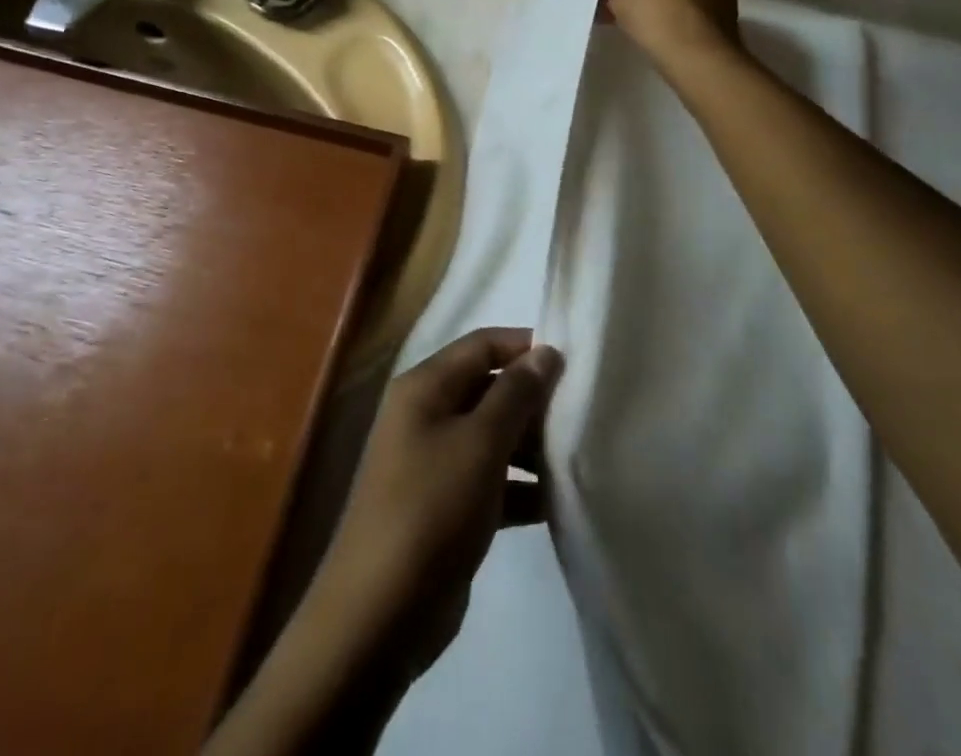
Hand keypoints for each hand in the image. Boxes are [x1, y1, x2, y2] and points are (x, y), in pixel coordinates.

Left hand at [310, 328, 562, 680]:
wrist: (379, 615)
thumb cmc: (431, 508)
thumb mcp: (480, 443)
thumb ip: (515, 394)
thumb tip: (546, 351)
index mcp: (424, 387)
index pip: (481, 345)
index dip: (525, 347)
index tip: (572, 363)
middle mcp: (425, 415)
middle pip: (487, 388)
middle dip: (532, 398)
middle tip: (581, 413)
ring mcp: (433, 462)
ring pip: (491, 435)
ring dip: (530, 444)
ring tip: (576, 456)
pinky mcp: (445, 506)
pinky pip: (489, 480)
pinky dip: (519, 487)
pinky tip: (556, 501)